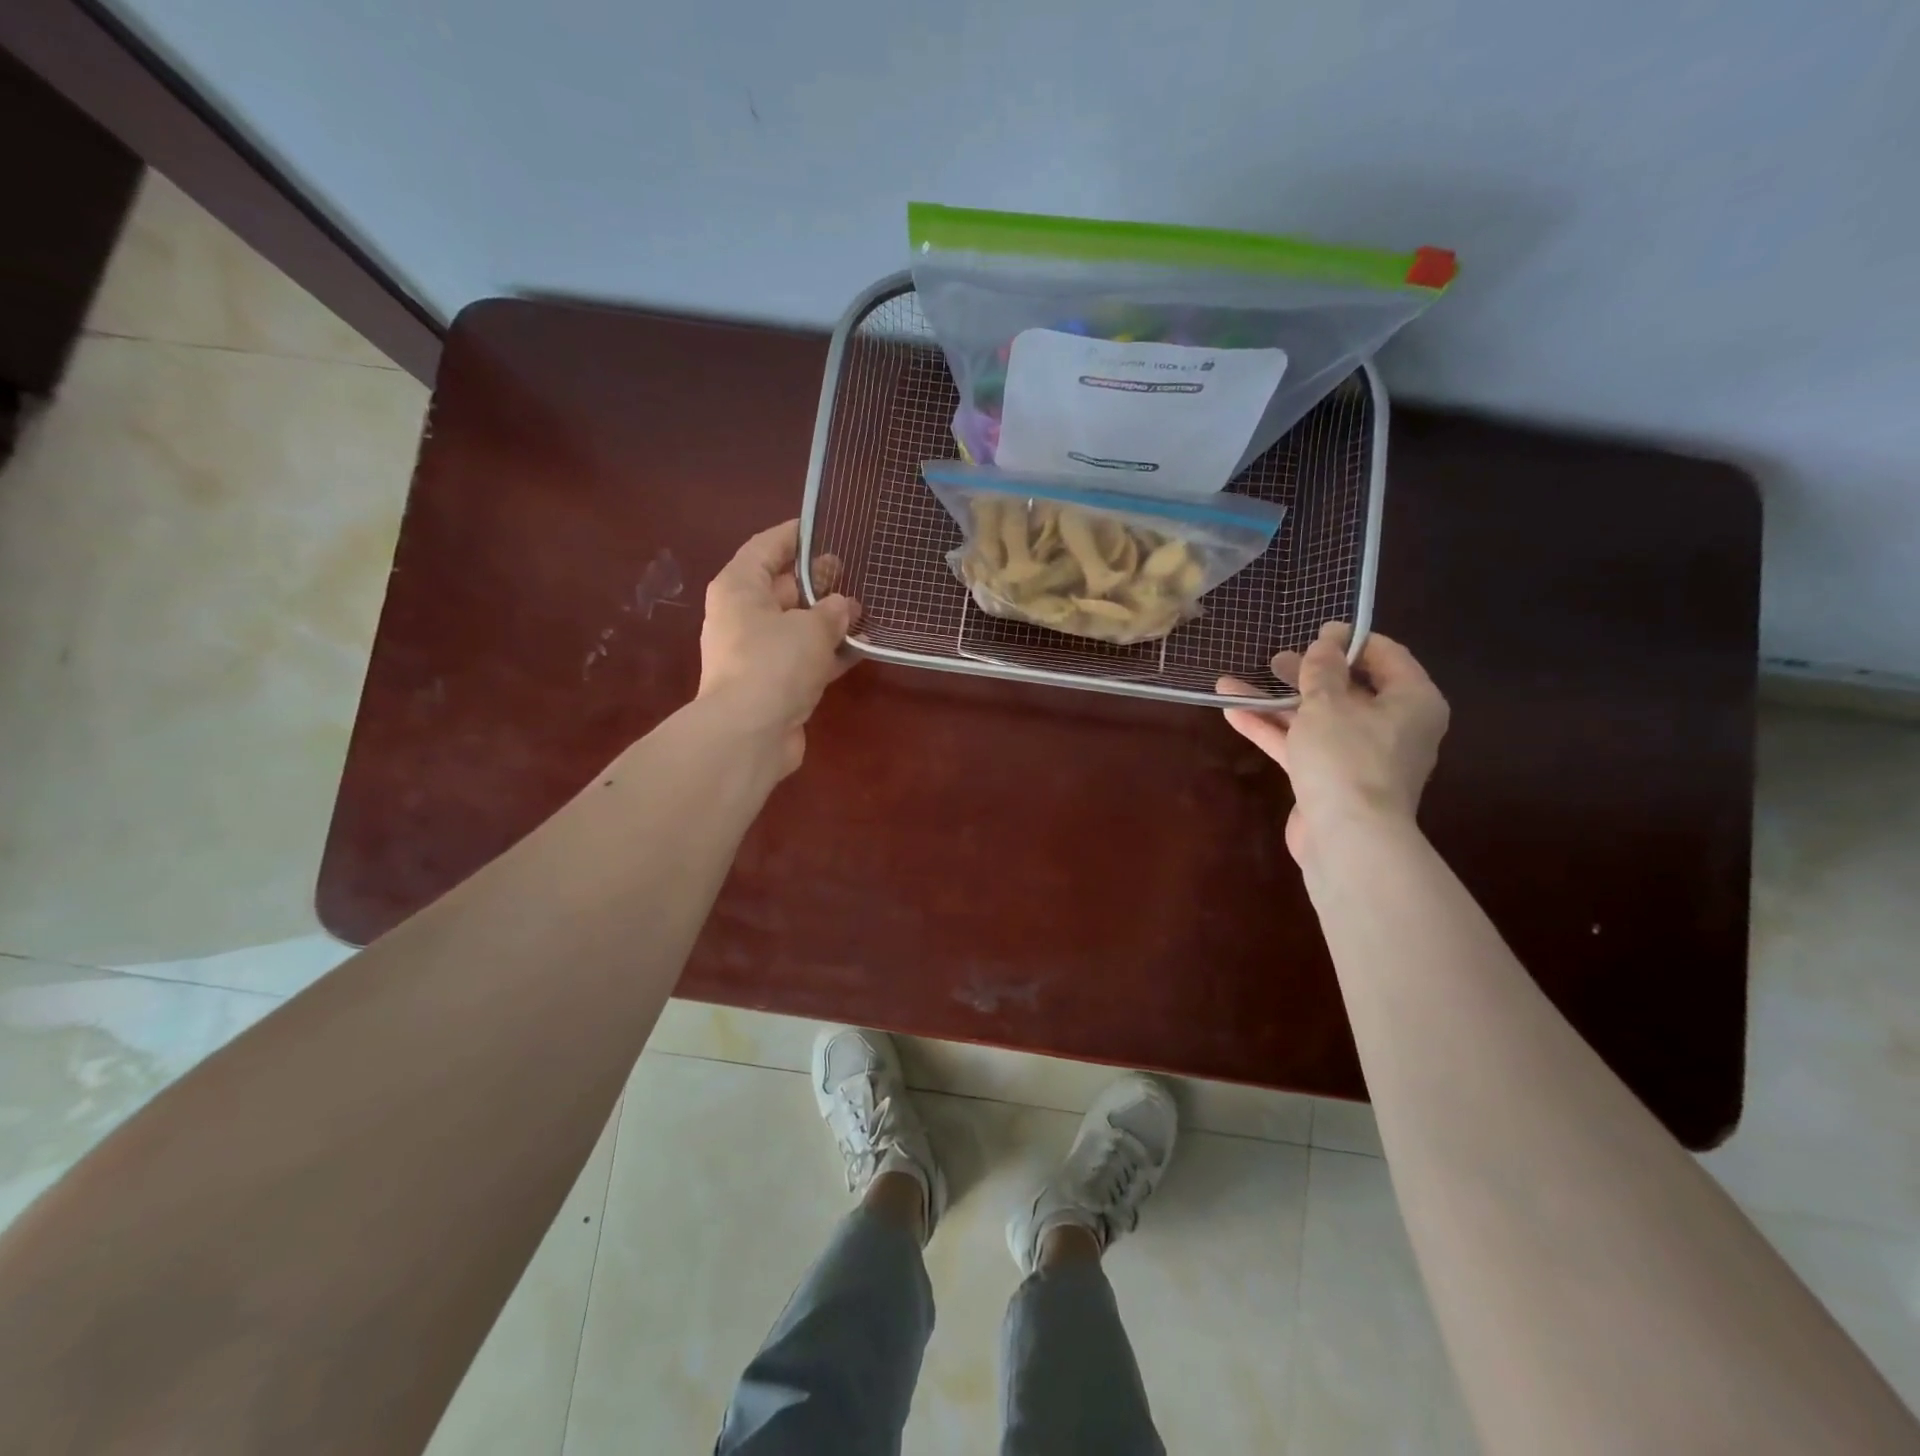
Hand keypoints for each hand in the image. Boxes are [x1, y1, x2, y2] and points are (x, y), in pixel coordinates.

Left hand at [698, 520, 860, 776]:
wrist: (750, 734)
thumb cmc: (774, 663)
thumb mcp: (811, 627)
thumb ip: (833, 611)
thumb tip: (845, 607)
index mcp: (740, 588)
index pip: (766, 547)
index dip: (794, 535)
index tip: (825, 526)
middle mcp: (744, 616)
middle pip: (784, 587)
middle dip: (819, 580)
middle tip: (855, 570)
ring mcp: (759, 653)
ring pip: (798, 625)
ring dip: (829, 619)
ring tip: (867, 608)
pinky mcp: (775, 684)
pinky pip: (806, 658)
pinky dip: (830, 652)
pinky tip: (863, 648)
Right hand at [1218, 622, 1448, 862]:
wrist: (1346, 837)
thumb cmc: (1347, 758)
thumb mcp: (1328, 703)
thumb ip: (1321, 670)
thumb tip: (1325, 643)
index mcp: (1412, 701)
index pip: (1386, 656)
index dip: (1349, 641)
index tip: (1315, 631)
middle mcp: (1392, 726)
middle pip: (1347, 689)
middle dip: (1306, 674)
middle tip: (1275, 660)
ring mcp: (1359, 755)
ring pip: (1317, 718)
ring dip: (1277, 702)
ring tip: (1235, 682)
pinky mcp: (1330, 779)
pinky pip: (1301, 745)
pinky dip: (1272, 730)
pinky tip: (1234, 713)